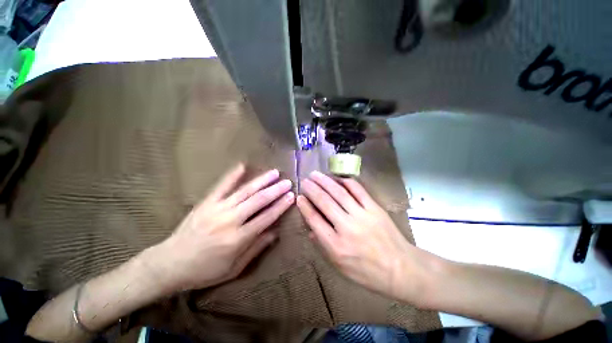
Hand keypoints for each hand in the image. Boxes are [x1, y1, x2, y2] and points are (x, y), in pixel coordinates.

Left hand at [152, 164, 293, 291]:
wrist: (169, 264)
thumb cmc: (205, 271)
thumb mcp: (234, 269)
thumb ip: (256, 249)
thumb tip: (275, 232)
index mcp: (238, 239)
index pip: (266, 218)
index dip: (280, 206)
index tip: (292, 196)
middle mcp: (230, 221)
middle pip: (258, 201)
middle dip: (275, 190)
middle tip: (288, 182)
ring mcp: (217, 209)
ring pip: (245, 191)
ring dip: (261, 180)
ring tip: (274, 172)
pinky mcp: (206, 203)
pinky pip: (221, 186)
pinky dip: (232, 175)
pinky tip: (242, 165)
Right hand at [296, 171, 432, 304]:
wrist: (401, 269)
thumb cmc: (368, 273)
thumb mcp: (340, 267)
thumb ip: (323, 246)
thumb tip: (311, 229)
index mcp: (336, 245)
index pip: (315, 220)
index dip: (305, 207)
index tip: (299, 197)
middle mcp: (347, 227)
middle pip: (325, 202)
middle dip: (312, 189)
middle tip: (304, 180)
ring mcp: (362, 215)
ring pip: (339, 193)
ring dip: (325, 181)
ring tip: (315, 174)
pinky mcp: (374, 208)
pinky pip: (358, 190)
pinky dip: (347, 182)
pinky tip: (338, 177)